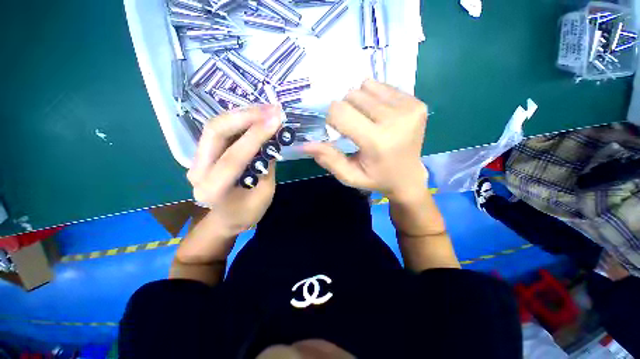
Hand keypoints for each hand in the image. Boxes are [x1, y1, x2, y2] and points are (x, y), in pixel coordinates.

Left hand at [186, 105, 281, 236]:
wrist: (225, 220)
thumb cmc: (246, 213)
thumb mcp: (264, 194)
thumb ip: (266, 167)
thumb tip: (272, 141)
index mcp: (213, 190)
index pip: (234, 157)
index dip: (256, 136)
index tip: (277, 120)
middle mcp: (198, 171)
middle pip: (215, 132)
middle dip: (245, 116)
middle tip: (271, 109)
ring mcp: (197, 159)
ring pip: (215, 127)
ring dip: (242, 114)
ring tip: (267, 109)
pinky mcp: (204, 153)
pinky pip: (220, 130)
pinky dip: (239, 120)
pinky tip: (256, 116)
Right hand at [304, 80, 428, 202]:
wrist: (408, 176)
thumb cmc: (376, 178)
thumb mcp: (349, 176)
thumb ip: (328, 159)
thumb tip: (305, 145)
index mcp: (377, 141)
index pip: (340, 112)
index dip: (332, 118)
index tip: (338, 130)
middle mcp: (396, 120)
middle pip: (352, 96)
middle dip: (346, 110)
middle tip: (355, 128)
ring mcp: (409, 108)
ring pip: (366, 87)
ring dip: (360, 103)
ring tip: (368, 121)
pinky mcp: (417, 102)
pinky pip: (383, 86)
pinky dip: (375, 98)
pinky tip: (380, 115)